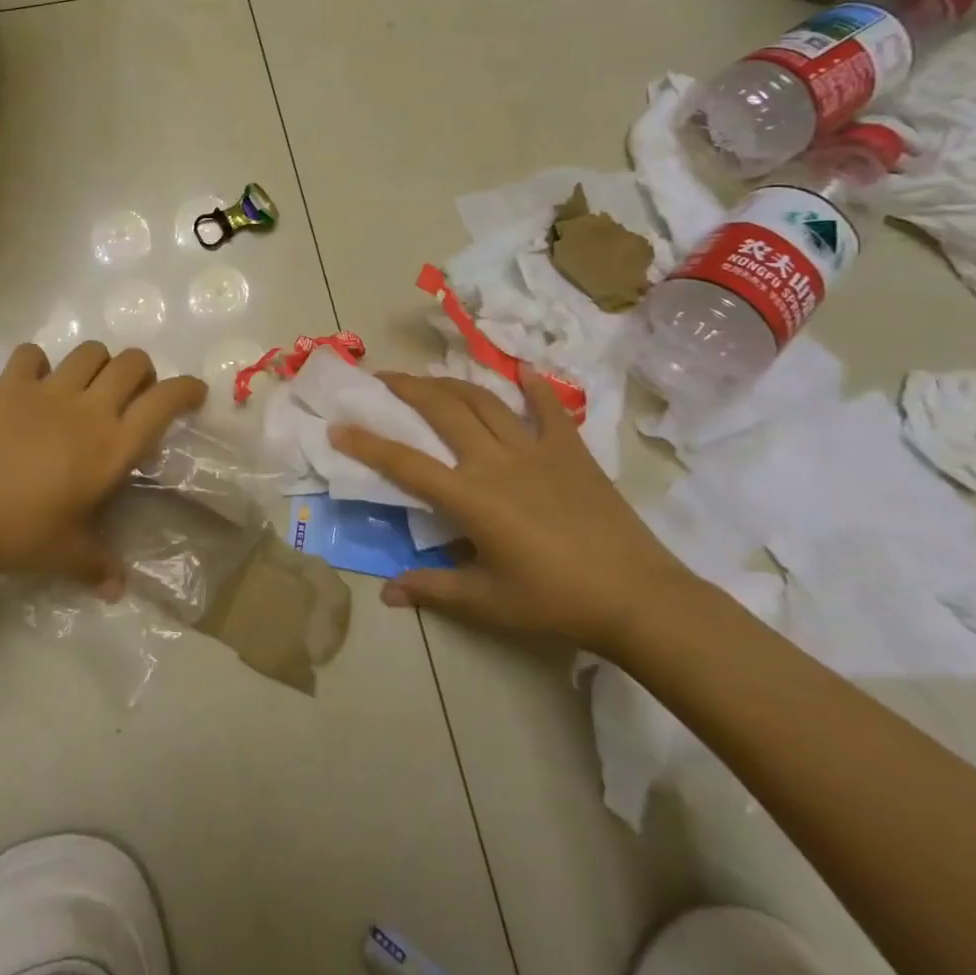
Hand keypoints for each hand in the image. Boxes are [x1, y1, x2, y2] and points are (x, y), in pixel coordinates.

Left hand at [0, 342, 207, 593]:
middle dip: (141, 371)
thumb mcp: (65, 556)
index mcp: (113, 445)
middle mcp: (89, 407)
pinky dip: (36, 363)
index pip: (165, 402)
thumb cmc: (21, 533)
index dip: (187, 390)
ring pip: (89, 350)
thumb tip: (117, 589)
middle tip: (132, 394)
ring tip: (85, 384)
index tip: (194, 393)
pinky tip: (31, 382)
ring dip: (96, 362)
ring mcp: (48, 390)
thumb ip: (98, 567)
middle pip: (132, 362)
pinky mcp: (10, 384)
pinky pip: (31, 354)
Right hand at [329, 369, 696, 654]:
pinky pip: (548, 408)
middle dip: (407, 389)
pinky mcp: (570, 449)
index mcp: (470, 497)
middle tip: (384, 379)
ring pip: (483, 401)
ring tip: (431, 378)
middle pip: (442, 410)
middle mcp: (495, 461)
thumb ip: (433, 589)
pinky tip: (522, 371)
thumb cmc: (555, 601)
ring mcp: (535, 449)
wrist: (637, 597)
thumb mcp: (487, 603)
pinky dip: (533, 387)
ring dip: (451, 383)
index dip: (367, 443)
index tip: (339, 427)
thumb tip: (387, 591)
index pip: (405, 462)